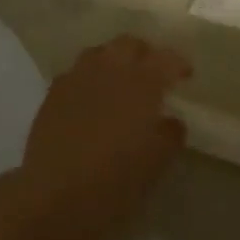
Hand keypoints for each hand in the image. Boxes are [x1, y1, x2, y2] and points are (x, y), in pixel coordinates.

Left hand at [15, 36, 191, 239]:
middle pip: (129, 44)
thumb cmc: (114, 180)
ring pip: (99, 53)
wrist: (53, 195)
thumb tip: (171, 121)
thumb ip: (170, 135)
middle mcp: (109, 70)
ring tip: (121, 82)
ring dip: (114, 60)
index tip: (186, 75)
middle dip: (145, 54)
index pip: (165, 58)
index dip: (178, 63)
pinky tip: (91, 98)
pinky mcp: (53, 93)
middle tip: (153, 73)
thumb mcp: (156, 163)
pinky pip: (76, 72)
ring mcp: (77, 78)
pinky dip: (89, 78)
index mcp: (141, 83)